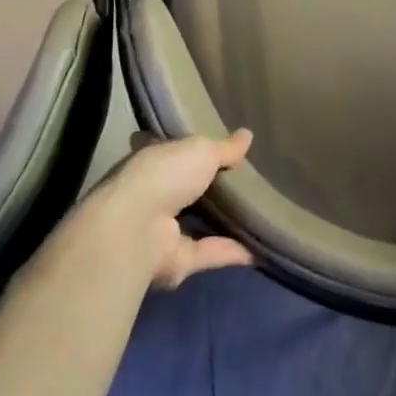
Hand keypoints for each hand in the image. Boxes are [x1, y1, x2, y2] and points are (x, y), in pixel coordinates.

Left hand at [89, 130, 255, 287]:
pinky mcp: (175, 260)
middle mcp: (154, 194)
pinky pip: (208, 253)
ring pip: (196, 223)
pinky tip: (258, 248)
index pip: (171, 151)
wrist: (137, 228)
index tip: (214, 146)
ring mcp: (161, 229)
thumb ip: (224, 147)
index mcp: (153, 161)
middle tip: (246, 180)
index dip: (189, 148)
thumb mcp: (201, 150)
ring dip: (222, 222)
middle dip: (209, 186)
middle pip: (185, 188)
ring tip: (257, 213)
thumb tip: (247, 134)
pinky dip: (231, 252)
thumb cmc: (165, 175)